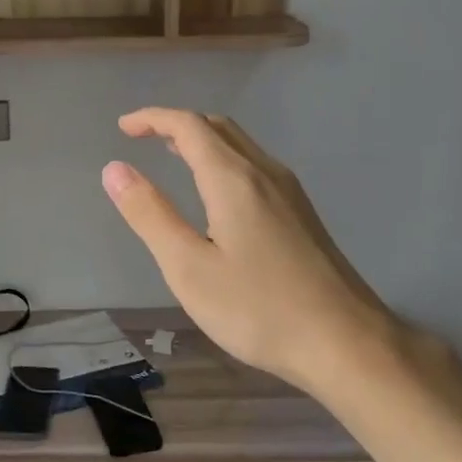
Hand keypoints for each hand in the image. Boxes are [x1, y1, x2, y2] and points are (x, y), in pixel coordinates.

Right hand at [103, 109, 419, 395]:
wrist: (346, 342)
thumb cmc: (258, 308)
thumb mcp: (188, 267)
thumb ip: (150, 215)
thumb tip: (115, 169)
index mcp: (233, 179)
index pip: (189, 126)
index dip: (153, 119)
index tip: (124, 127)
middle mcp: (265, 173)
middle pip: (219, 128)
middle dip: (178, 125)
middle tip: (145, 137)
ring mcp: (290, 193)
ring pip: (241, 146)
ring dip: (203, 141)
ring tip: (174, 156)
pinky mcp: (303, 215)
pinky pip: (256, 167)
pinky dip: (224, 161)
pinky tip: (217, 194)